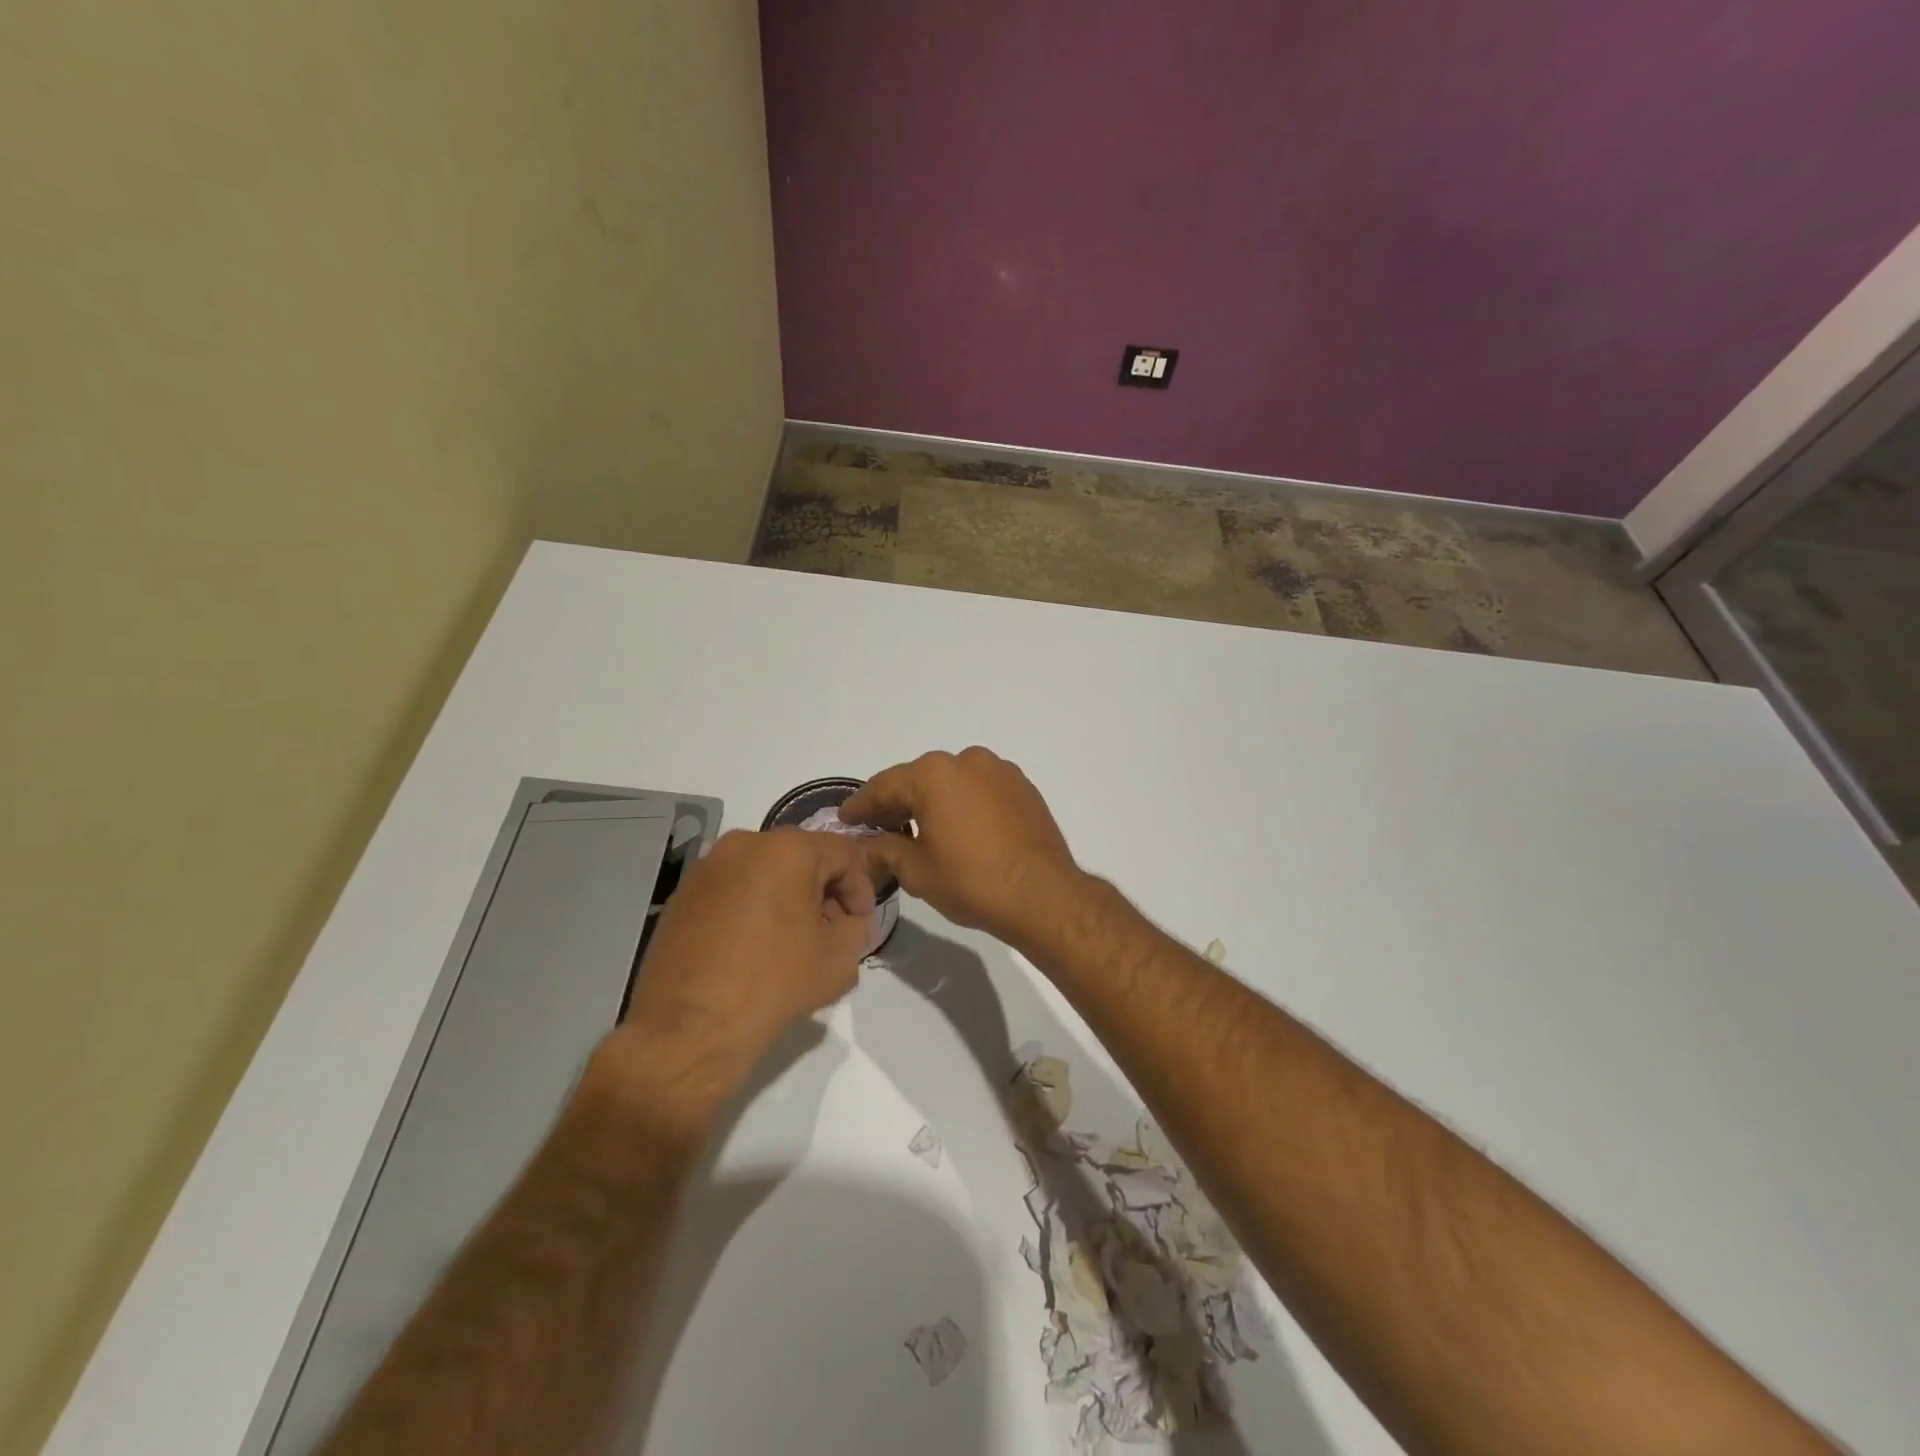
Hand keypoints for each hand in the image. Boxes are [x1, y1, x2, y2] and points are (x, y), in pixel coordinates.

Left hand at [596, 829, 877, 1120]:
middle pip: (802, 857)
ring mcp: (707, 867)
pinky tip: (753, 947)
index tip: (859, 926)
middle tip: (830, 932)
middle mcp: (745, 844)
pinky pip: (732, 888)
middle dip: (823, 891)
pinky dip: (752, 907)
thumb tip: (846, 922)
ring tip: (791, 941)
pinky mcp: (682, 894)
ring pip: (765, 870)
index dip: (861, 890)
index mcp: (788, 850)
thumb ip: (856, 928)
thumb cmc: (773, 985)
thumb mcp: (840, 960)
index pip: (844, 854)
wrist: (688, 1031)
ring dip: (787, 897)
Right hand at [840, 747, 1087, 951]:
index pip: (884, 786)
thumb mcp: (917, 871)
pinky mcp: (1022, 786)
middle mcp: (966, 760)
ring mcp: (999, 771)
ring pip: (951, 782)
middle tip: (877, 828)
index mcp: (934, 774)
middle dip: (896, 803)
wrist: (1042, 895)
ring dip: (932, 801)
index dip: (861, 806)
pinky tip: (958, 828)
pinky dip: (962, 803)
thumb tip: (869, 845)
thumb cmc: (972, 881)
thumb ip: (885, 850)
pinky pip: (979, 789)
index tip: (845, 819)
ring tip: (918, 830)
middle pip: (918, 779)